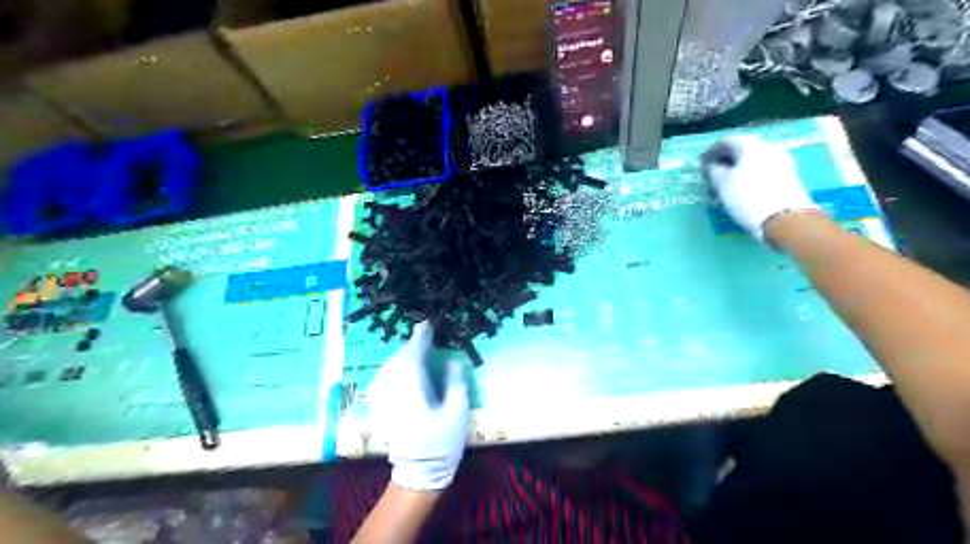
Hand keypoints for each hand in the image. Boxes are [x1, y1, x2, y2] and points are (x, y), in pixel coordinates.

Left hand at [365, 323, 467, 491]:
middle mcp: (393, 391)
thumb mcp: (458, 413)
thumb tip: (451, 361)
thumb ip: (455, 383)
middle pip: (398, 360)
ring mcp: (384, 400)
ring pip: (388, 368)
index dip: (420, 339)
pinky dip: (392, 369)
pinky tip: (400, 370)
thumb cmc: (442, 444)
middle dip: (410, 346)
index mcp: (412, 390)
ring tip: (415, 350)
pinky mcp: (381, 409)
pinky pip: (383, 379)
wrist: (419, 474)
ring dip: (401, 356)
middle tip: (424, 337)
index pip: (412, 356)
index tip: (426, 325)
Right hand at [702, 136, 821, 240]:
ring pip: (751, 163)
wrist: (786, 218)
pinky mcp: (787, 177)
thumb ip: (714, 170)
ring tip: (724, 189)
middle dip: (724, 163)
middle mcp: (768, 148)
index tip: (701, 164)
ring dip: (735, 172)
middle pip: (741, 151)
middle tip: (711, 177)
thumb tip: (713, 165)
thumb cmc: (747, 197)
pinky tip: (740, 192)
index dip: (710, 152)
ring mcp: (781, 161)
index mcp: (750, 145)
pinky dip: (747, 178)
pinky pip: (761, 172)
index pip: (726, 141)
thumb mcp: (722, 184)